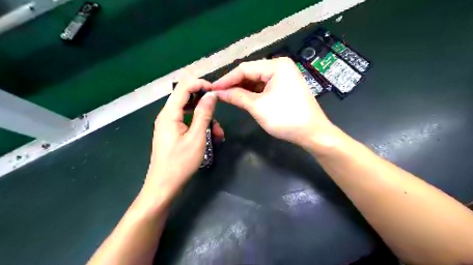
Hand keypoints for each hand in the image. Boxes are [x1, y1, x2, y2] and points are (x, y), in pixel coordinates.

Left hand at [143, 78, 223, 200]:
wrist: (164, 186)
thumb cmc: (180, 163)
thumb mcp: (197, 137)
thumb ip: (204, 113)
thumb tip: (211, 94)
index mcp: (169, 113)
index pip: (184, 87)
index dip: (200, 84)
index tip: (216, 91)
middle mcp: (167, 115)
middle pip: (186, 98)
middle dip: (205, 103)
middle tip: (219, 111)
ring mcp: (169, 124)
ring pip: (189, 111)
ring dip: (205, 118)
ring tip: (218, 133)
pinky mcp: (173, 133)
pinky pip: (187, 122)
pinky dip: (199, 126)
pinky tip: (211, 137)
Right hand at [211, 58, 335, 149]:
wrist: (312, 133)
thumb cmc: (285, 118)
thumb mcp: (258, 106)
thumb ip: (237, 96)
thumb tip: (218, 92)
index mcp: (276, 65)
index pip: (244, 69)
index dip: (226, 79)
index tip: (212, 89)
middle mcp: (280, 66)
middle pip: (251, 73)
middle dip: (234, 84)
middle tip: (218, 94)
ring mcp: (284, 77)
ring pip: (256, 80)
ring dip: (242, 89)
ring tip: (227, 97)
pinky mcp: (284, 87)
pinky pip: (264, 87)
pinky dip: (252, 93)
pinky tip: (242, 98)